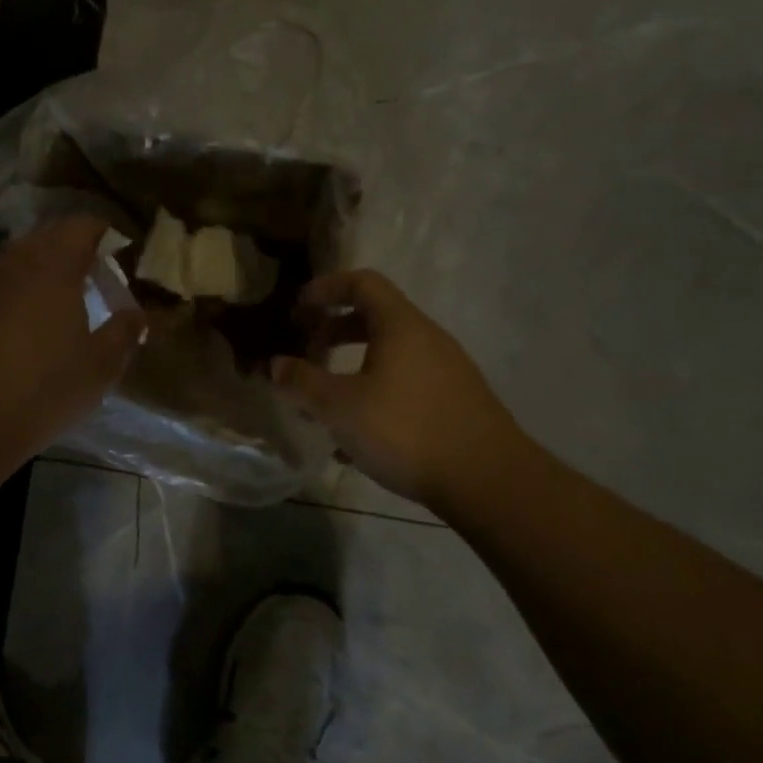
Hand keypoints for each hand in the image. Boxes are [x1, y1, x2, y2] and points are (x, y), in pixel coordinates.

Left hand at [0, 216, 146, 465]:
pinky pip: (2, 282)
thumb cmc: (43, 388)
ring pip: (22, 257)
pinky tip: (31, 323)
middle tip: (99, 277)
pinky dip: (22, 289)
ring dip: (47, 268)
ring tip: (67, 299)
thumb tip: (137, 314)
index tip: (124, 255)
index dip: (106, 234)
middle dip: (77, 248)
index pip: (83, 225)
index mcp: (54, 265)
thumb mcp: (100, 366)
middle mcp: (16, 261)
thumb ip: (125, 332)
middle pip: (50, 235)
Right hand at [272, 270, 534, 517]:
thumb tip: (275, 364)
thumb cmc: (405, 430)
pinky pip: (405, 383)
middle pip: (375, 318)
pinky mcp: (456, 402)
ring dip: (352, 367)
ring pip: (389, 356)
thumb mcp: (339, 407)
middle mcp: (427, 339)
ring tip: (326, 400)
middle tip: (305, 352)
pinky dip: (375, 393)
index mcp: (400, 325)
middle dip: (334, 331)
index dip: (326, 288)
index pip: (362, 282)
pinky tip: (358, 435)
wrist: (488, 480)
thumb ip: (302, 382)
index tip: (297, 308)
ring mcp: (447, 371)